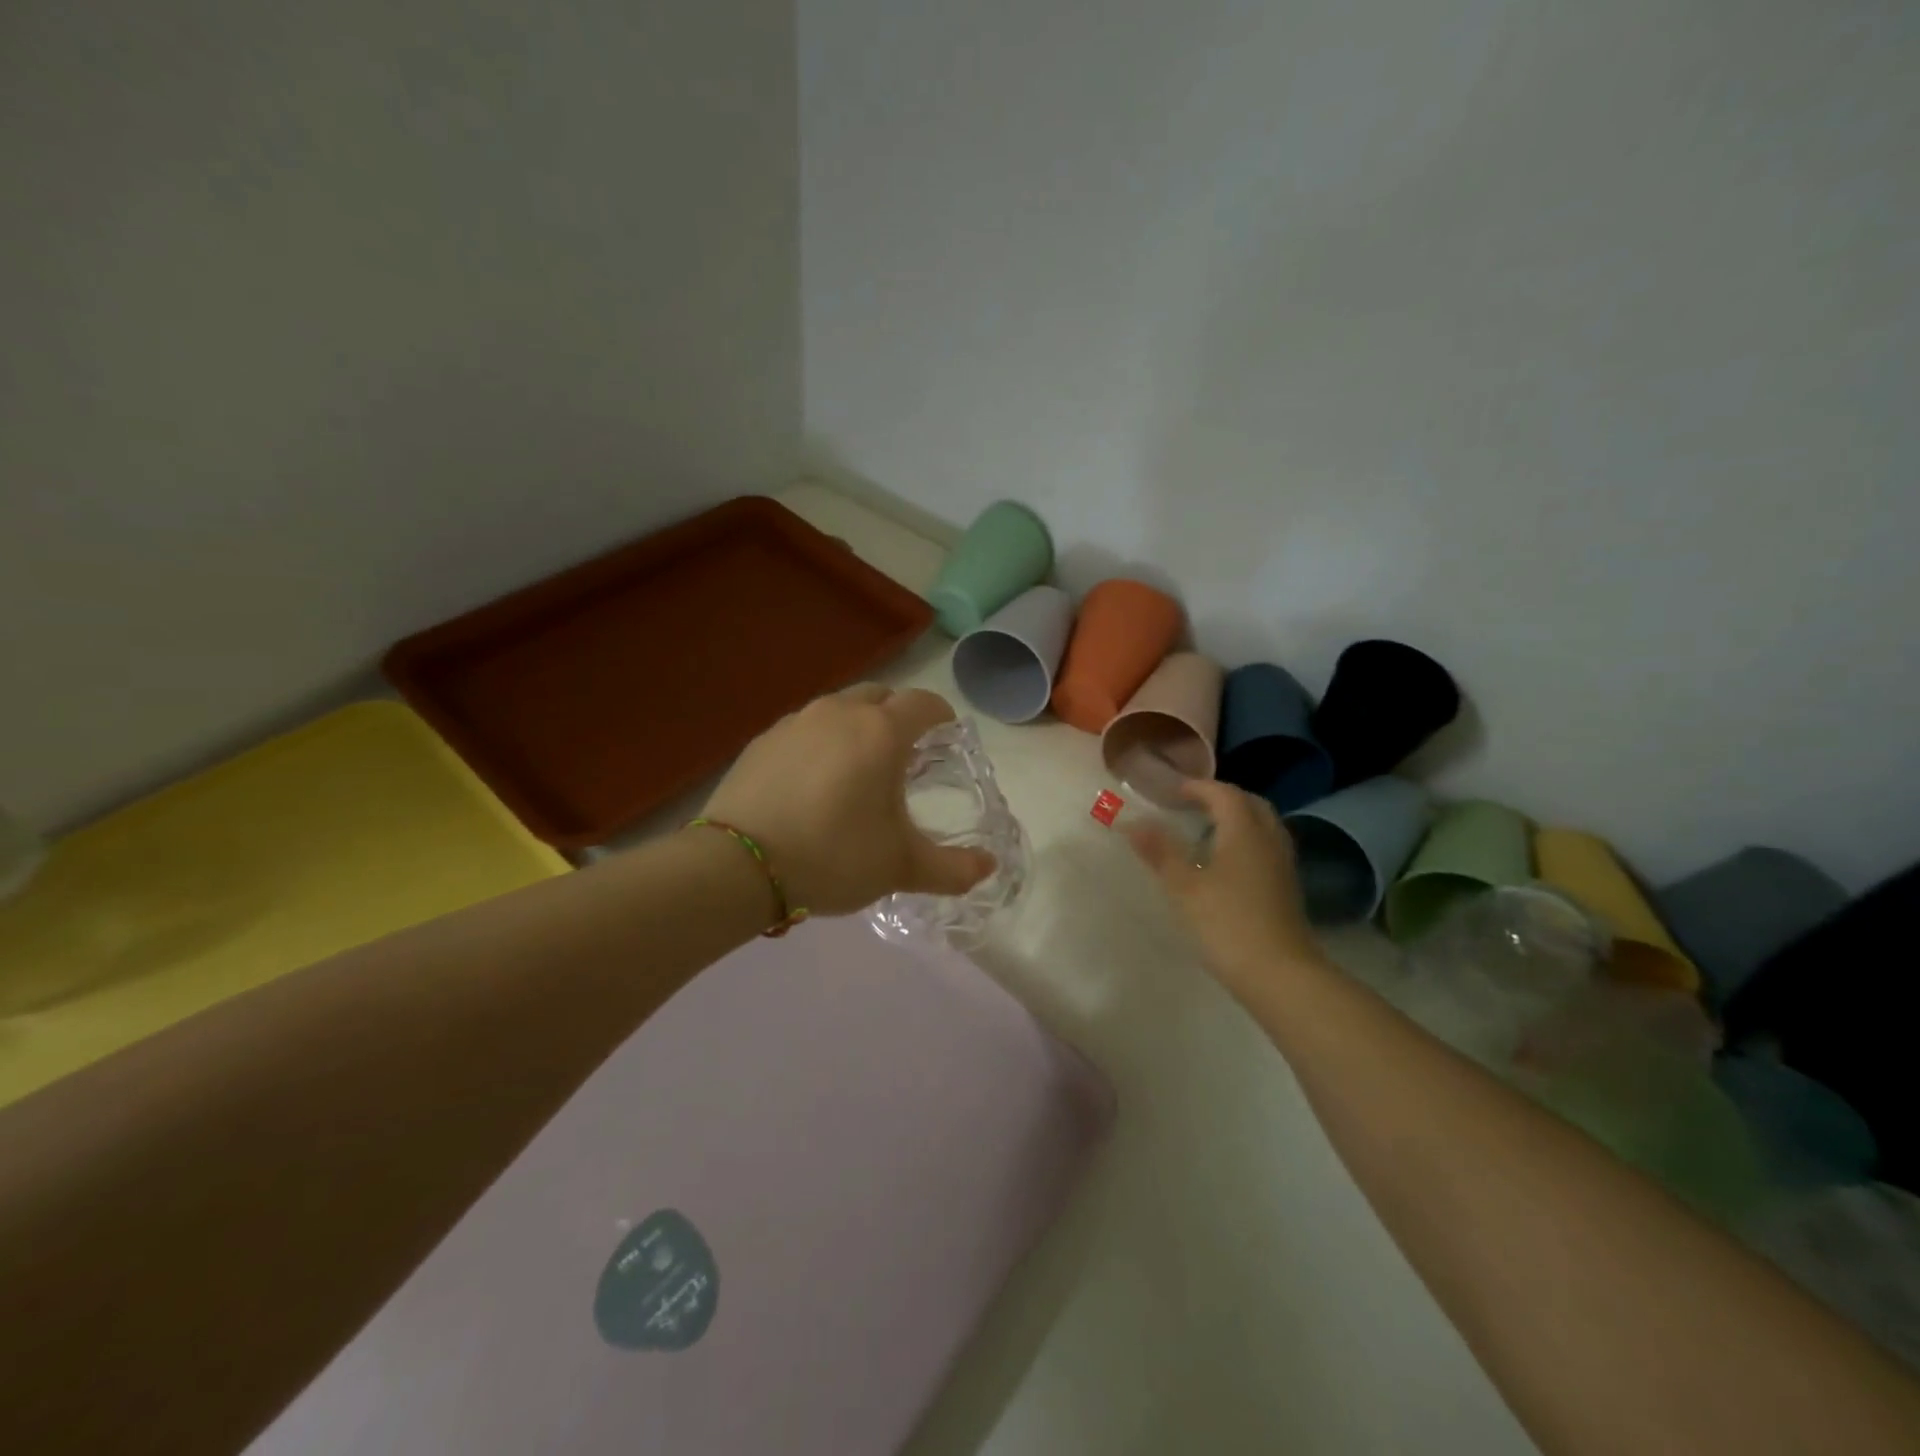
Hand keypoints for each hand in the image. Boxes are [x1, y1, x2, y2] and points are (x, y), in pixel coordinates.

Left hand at [701, 684, 995, 917]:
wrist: (738, 866)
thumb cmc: (833, 856)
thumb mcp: (900, 867)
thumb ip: (952, 868)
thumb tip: (989, 867)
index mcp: (881, 732)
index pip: (923, 703)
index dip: (941, 716)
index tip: (947, 736)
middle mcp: (839, 713)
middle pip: (880, 696)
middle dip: (898, 716)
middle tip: (903, 754)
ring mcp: (796, 722)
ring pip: (839, 709)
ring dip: (857, 726)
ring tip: (857, 767)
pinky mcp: (762, 740)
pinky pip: (805, 729)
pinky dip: (820, 742)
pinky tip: (813, 781)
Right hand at [1126, 780, 1325, 999]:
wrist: (1280, 975)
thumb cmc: (1227, 923)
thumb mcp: (1184, 887)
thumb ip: (1160, 851)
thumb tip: (1132, 822)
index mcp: (1244, 832)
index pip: (1224, 794)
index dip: (1198, 787)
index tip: (1172, 791)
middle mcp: (1269, 841)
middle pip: (1250, 804)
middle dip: (1222, 798)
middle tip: (1193, 805)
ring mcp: (1282, 866)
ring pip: (1262, 827)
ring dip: (1237, 820)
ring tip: (1206, 832)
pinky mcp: (1286, 890)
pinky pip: (1266, 849)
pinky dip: (1246, 843)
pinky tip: (1225, 865)